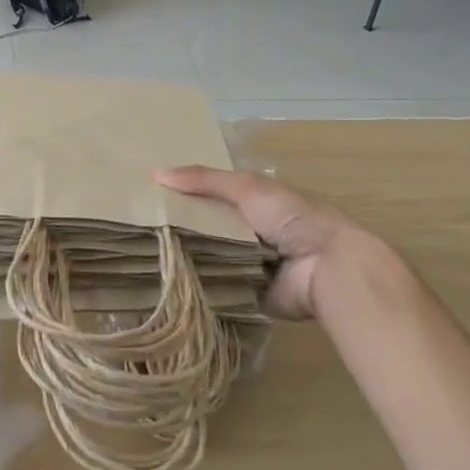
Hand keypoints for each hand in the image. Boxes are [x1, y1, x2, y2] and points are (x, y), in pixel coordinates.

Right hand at [155, 165, 405, 321]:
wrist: (327, 268)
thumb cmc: (293, 218)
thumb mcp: (247, 188)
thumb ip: (205, 180)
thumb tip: (156, 173)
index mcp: (257, 204)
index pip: (213, 196)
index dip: (186, 195)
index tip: (150, 197)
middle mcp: (253, 233)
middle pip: (209, 228)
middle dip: (182, 228)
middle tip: (142, 228)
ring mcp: (252, 266)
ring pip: (210, 258)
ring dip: (188, 258)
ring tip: (146, 255)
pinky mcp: (250, 295)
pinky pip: (218, 289)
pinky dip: (200, 287)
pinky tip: (167, 283)